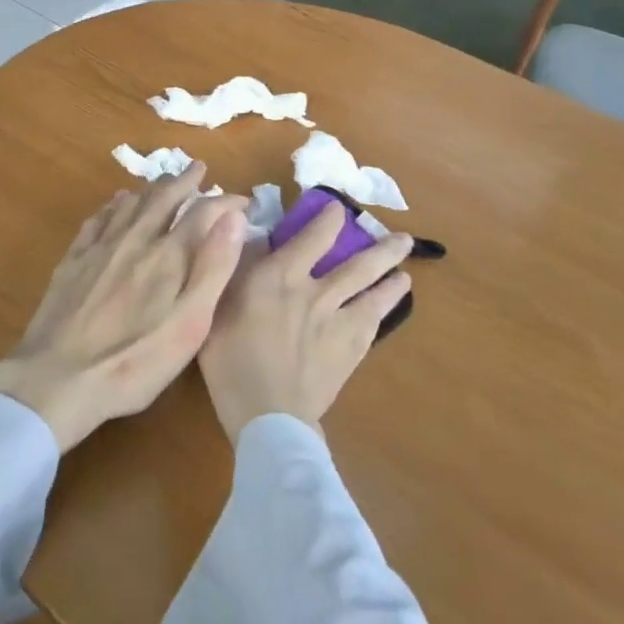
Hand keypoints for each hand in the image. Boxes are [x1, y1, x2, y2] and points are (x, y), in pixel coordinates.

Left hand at [0, 167, 247, 452]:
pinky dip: (114, 204)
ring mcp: (100, 246)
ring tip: (163, 181)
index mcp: (168, 255)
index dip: (225, 202)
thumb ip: (213, 268)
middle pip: (163, 197)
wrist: (57, 376)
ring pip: (130, 203)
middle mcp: (135, 238)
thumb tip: (234, 218)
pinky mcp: (74, 259)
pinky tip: (116, 203)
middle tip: (198, 168)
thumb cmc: (135, 360)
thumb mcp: (189, 324)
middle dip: (184, 181)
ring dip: (151, 187)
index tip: (242, 200)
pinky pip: (98, 218)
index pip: (202, 212)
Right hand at [198, 201, 412, 445]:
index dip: (330, 218)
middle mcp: (317, 291)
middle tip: (402, 239)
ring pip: (373, 293)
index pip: (314, 235)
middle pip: (358, 264)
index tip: (339, 209)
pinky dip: (384, 312)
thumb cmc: (230, 358)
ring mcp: (339, 323)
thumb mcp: (218, 304)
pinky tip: (389, 308)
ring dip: (392, 279)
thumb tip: (249, 235)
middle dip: (381, 249)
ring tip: (405, 272)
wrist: (268, 414)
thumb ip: (236, 268)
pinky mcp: (350, 352)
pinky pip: (373, 324)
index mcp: (282, 275)